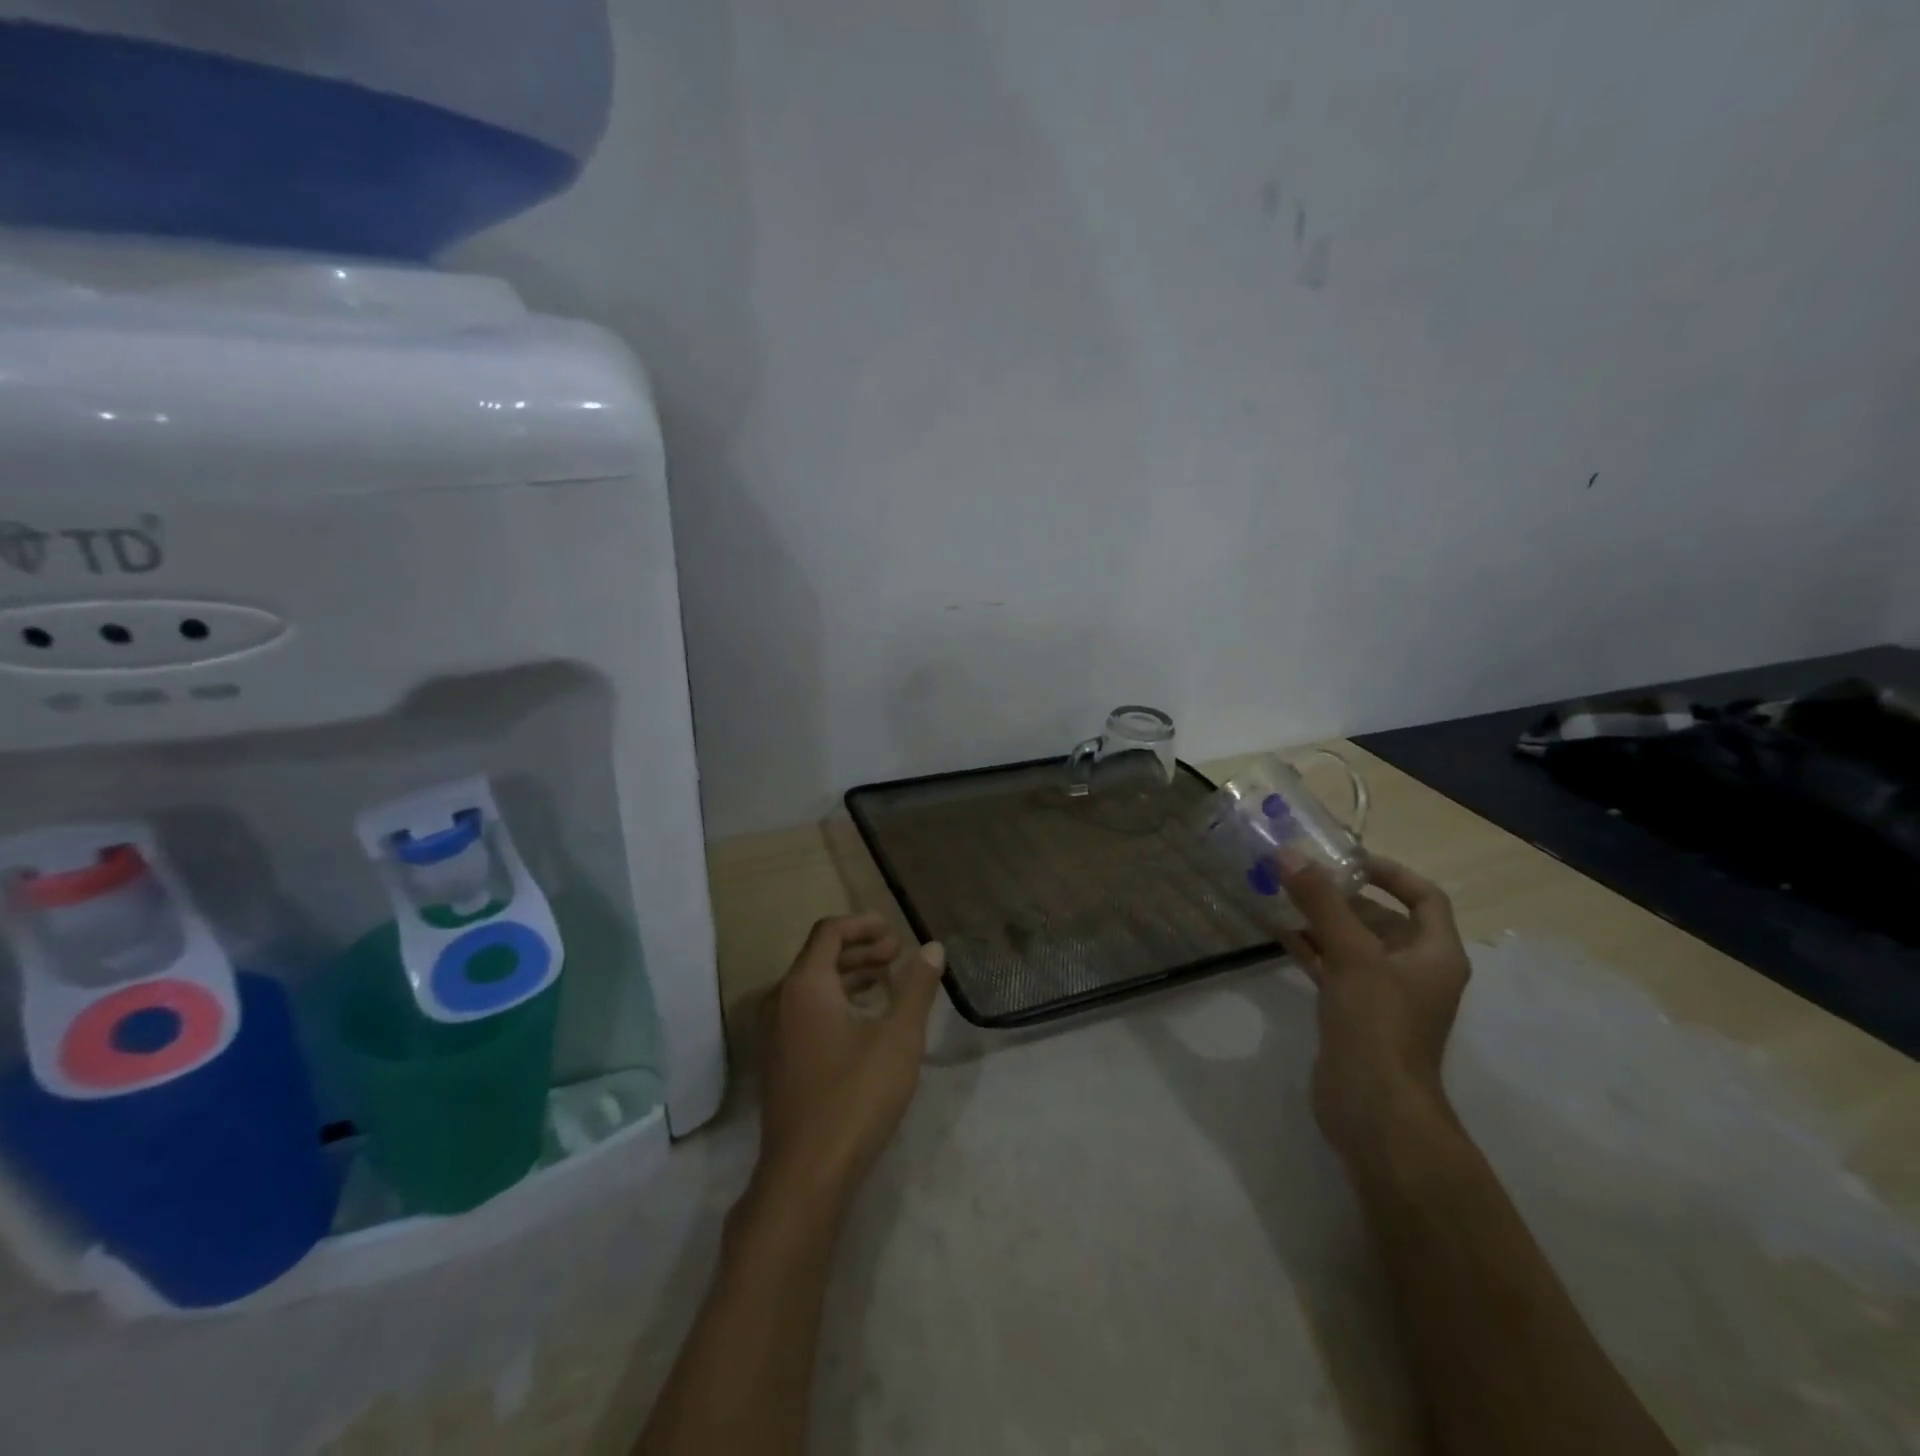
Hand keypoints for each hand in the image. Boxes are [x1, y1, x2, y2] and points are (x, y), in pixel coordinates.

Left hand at [756, 914, 945, 1208]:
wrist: (805, 1174)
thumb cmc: (855, 1095)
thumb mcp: (899, 1037)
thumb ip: (917, 988)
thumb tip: (932, 948)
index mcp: (805, 985)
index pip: (829, 932)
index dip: (862, 924)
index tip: (894, 929)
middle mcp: (782, 1001)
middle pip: (820, 957)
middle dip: (861, 949)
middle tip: (897, 954)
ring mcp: (776, 1034)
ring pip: (813, 987)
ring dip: (850, 976)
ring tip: (888, 981)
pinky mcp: (780, 1062)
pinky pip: (807, 1012)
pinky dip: (837, 1001)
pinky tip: (865, 1021)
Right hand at [1276, 853, 1470, 1169]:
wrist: (1374, 1109)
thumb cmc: (1378, 1024)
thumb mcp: (1352, 955)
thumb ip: (1321, 903)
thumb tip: (1289, 856)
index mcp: (1435, 954)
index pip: (1423, 897)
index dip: (1390, 872)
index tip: (1346, 858)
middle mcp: (1414, 969)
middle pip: (1382, 918)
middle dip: (1342, 894)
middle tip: (1299, 873)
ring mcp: (1383, 994)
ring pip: (1352, 943)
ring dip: (1321, 919)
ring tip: (1280, 894)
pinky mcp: (1354, 1012)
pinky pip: (1333, 967)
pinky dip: (1310, 947)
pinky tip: (1276, 930)